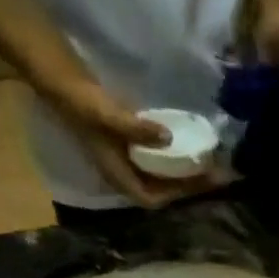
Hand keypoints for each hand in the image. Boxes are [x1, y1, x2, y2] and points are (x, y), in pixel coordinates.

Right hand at [55, 84, 222, 208]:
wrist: (61, 79)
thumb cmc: (82, 101)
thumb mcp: (109, 115)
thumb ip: (137, 129)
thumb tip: (168, 138)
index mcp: (119, 176)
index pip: (152, 198)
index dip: (177, 194)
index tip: (201, 182)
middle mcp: (125, 173)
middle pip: (162, 190)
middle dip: (189, 185)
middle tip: (218, 174)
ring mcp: (127, 160)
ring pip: (162, 176)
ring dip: (185, 173)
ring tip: (211, 163)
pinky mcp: (130, 145)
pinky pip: (159, 160)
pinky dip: (175, 157)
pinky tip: (190, 147)